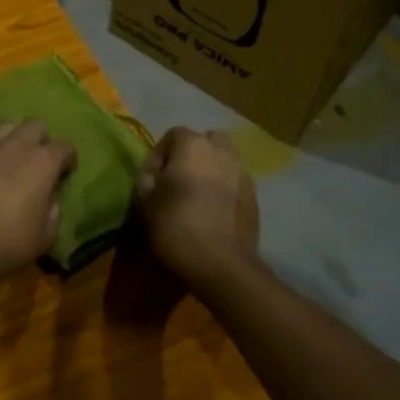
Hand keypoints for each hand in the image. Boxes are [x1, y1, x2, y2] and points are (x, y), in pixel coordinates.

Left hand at [0, 121, 76, 299]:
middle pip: (35, 125)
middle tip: (37, 162)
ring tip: (11, 159)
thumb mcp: (47, 234)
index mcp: (43, 162)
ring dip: (14, 138)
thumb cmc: (10, 242)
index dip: (68, 160)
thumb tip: (51, 196)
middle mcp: (17, 145)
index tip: (64, 174)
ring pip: (7, 126)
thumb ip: (54, 208)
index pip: (65, 147)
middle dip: (41, 140)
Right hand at [135, 128, 259, 291]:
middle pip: (206, 141)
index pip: (173, 135)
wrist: (220, 265)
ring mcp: (243, 173)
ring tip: (198, 197)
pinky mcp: (255, 198)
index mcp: (193, 145)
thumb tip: (155, 172)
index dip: (159, 156)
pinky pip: (236, 183)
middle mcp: (222, 151)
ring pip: (224, 161)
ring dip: (211, 171)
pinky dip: (225, 190)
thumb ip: (146, 177)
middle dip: (192, 155)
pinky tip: (214, 212)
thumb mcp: (143, 201)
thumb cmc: (175, 226)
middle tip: (179, 180)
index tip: (152, 180)